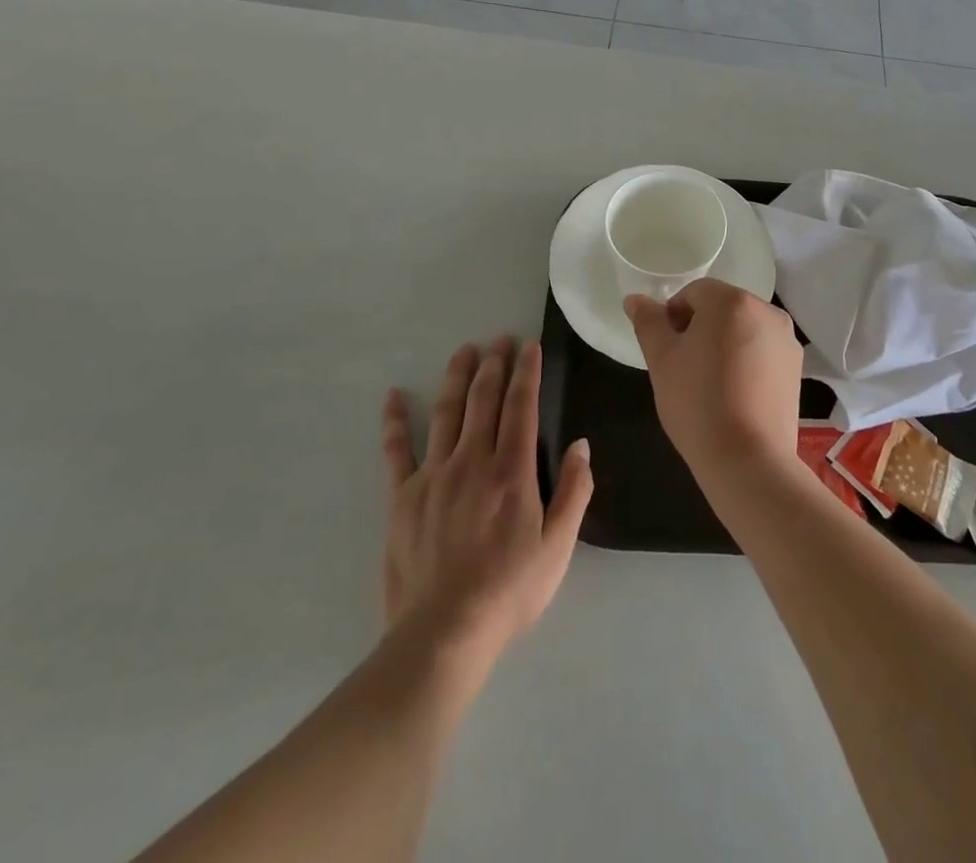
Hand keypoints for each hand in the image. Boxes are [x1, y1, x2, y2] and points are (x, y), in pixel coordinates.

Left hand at [379, 338, 592, 669]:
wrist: (443, 635)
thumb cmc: (508, 592)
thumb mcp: (558, 547)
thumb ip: (574, 492)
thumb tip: (581, 444)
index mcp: (512, 471)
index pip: (521, 406)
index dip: (527, 372)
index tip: (530, 346)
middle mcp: (472, 461)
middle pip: (484, 399)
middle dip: (494, 364)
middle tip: (500, 339)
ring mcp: (433, 476)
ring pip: (447, 413)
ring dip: (457, 377)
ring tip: (464, 350)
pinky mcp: (401, 498)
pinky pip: (396, 451)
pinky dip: (395, 421)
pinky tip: (394, 396)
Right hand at [624, 279, 803, 480]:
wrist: (748, 460)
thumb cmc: (697, 403)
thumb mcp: (661, 360)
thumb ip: (648, 322)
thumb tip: (635, 299)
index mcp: (732, 301)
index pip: (694, 293)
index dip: (673, 317)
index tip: (667, 351)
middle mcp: (766, 311)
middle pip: (722, 308)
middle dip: (700, 329)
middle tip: (684, 368)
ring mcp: (786, 340)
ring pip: (743, 329)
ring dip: (723, 344)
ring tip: (709, 384)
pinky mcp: (796, 367)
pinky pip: (762, 351)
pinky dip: (745, 361)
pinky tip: (734, 394)